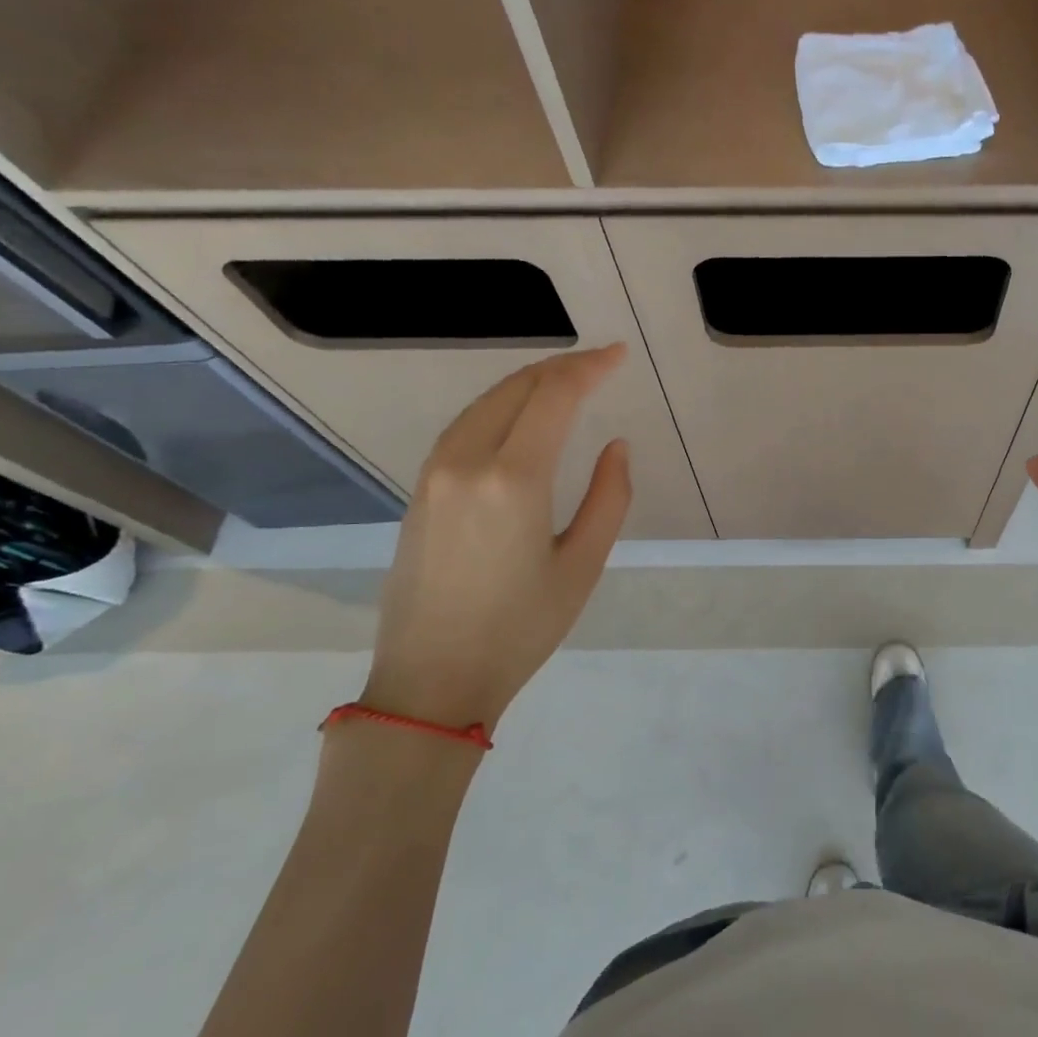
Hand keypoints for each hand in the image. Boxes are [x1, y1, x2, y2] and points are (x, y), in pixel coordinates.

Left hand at [362, 345, 632, 730]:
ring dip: (527, 384)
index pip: (554, 397)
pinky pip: (463, 428)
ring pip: (483, 404)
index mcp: (514, 479)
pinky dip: (498, 408)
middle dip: (560, 368)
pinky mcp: (419, 493)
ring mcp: (434, 475)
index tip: (618, 355)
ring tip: (565, 382)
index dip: (589, 368)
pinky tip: (518, 417)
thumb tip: (616, 446)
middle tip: (599, 363)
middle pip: (515, 389)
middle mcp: (466, 462)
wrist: (432, 680)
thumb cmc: (521, 628)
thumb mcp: (583, 565)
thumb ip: (610, 497)